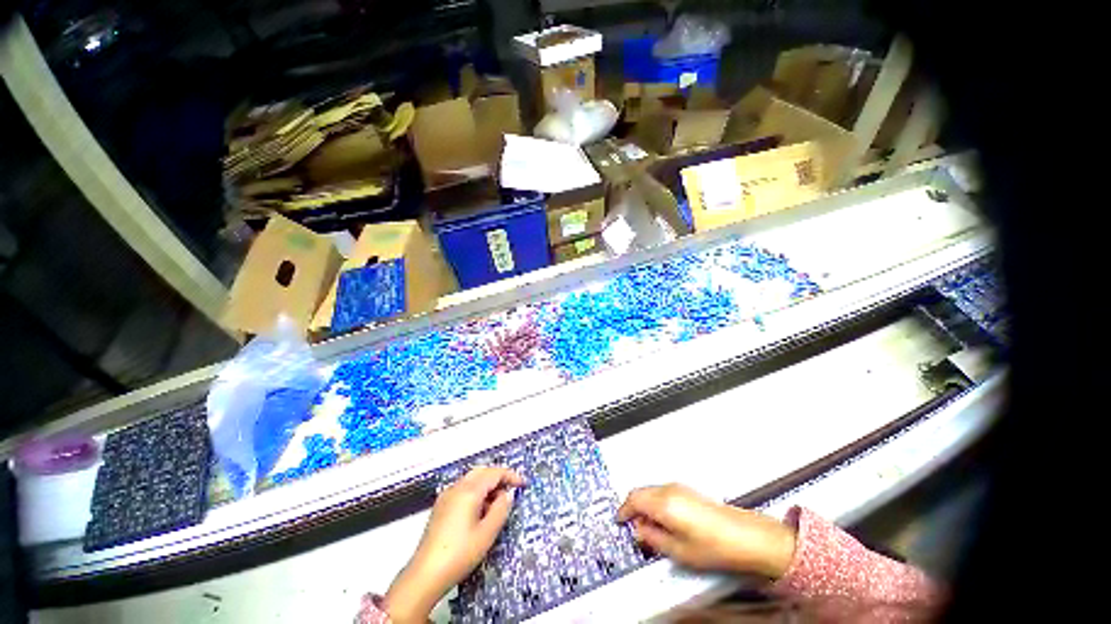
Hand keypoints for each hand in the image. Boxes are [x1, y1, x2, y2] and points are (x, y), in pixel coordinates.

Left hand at [385, 467, 523, 622]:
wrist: (425, 575)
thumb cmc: (460, 554)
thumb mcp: (487, 534)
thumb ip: (501, 509)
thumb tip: (507, 495)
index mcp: (469, 491)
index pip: (494, 473)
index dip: (510, 476)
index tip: (522, 484)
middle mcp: (456, 487)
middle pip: (482, 471)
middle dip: (498, 477)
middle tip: (510, 491)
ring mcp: (446, 496)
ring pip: (471, 479)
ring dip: (486, 485)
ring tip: (495, 505)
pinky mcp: (440, 506)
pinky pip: (462, 489)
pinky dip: (475, 492)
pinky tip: (478, 511)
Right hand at [617, 483, 795, 578]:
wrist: (745, 536)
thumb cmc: (711, 546)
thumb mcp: (678, 550)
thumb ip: (652, 538)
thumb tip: (638, 530)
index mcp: (662, 502)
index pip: (633, 499)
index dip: (623, 510)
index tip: (619, 521)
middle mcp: (668, 489)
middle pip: (640, 491)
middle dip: (633, 507)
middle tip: (633, 527)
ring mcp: (679, 487)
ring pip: (651, 490)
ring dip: (644, 504)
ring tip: (649, 527)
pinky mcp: (688, 490)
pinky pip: (662, 491)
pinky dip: (655, 502)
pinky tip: (664, 519)